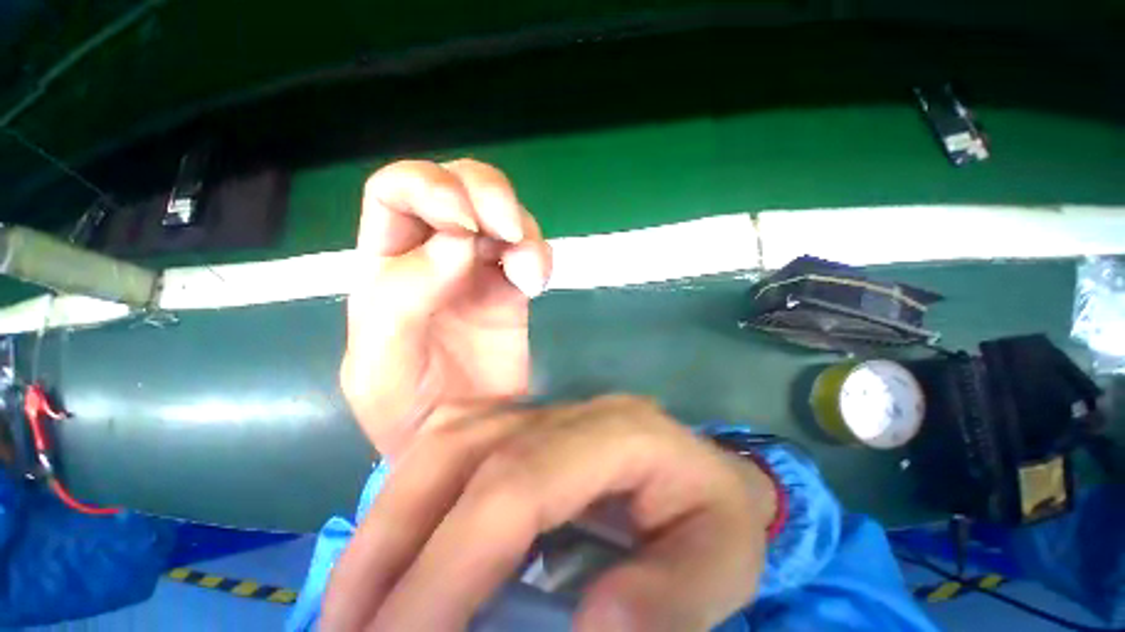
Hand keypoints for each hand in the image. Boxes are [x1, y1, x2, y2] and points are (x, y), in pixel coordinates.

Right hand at [322, 395, 776, 631]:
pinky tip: (395, 545)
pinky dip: (413, 494)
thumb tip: (592, 629)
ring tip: (354, 598)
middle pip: (466, 450)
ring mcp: (544, 411)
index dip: (449, 566)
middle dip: (393, 542)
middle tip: (346, 629)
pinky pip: (454, 443)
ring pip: (448, 440)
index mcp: (620, 433)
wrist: (709, 474)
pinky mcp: (527, 424)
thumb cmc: (716, 516)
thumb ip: (670, 600)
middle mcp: (570, 412)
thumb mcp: (719, 563)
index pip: (517, 483)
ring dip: (391, 517)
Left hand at [341, 159, 551, 457]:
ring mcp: (478, 268)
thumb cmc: (407, 408)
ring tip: (526, 276)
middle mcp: (432, 254)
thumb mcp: (380, 363)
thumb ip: (403, 299)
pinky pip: (530, 249)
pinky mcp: (512, 287)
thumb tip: (458, 243)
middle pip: (458, 183)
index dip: (430, 187)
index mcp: (385, 262)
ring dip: (521, 229)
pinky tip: (535, 285)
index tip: (465, 223)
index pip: (396, 189)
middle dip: (486, 193)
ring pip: (502, 211)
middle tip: (507, 229)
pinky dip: (538, 256)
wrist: (460, 437)